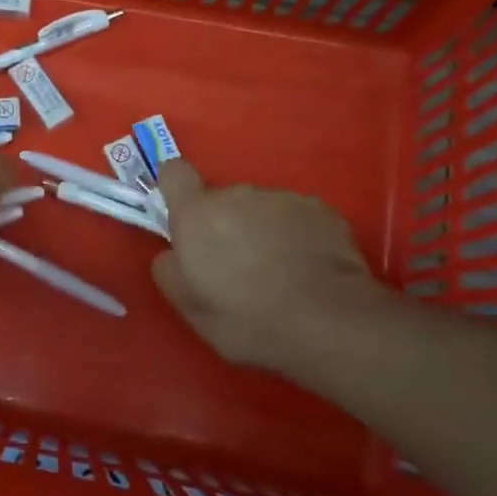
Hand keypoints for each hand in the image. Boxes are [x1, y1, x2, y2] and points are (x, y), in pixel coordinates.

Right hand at [152, 161, 389, 371]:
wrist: (327, 323)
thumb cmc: (246, 319)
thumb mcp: (189, 307)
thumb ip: (169, 270)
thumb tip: (172, 254)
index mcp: (197, 214)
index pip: (174, 172)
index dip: (175, 188)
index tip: (181, 212)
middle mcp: (238, 195)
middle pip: (222, 199)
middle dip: (224, 223)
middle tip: (235, 265)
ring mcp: (283, 199)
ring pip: (261, 209)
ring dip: (261, 229)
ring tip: (277, 271)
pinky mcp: (321, 210)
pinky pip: (296, 217)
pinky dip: (296, 235)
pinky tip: (307, 269)